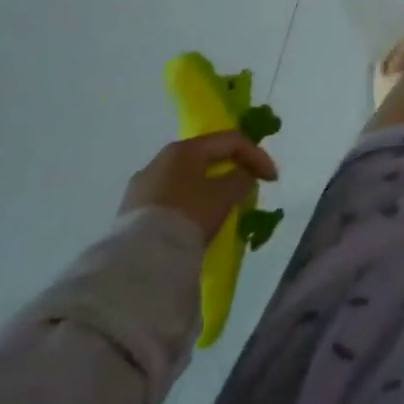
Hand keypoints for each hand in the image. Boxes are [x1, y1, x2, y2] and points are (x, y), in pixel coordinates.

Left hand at [120, 132, 278, 242]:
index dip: (257, 156)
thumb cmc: (188, 216)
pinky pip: (170, 198)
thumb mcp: (224, 196)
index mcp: (184, 149)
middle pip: (206, 157)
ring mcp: (141, 186)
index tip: (272, 179)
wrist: (138, 262)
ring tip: (224, 206)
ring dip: (209, 187)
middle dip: (231, 169)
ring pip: (186, 179)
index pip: (230, 141)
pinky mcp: (131, 212)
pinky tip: (197, 220)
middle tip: (249, 186)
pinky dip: (189, 203)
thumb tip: (241, 176)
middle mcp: (160, 160)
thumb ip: (241, 178)